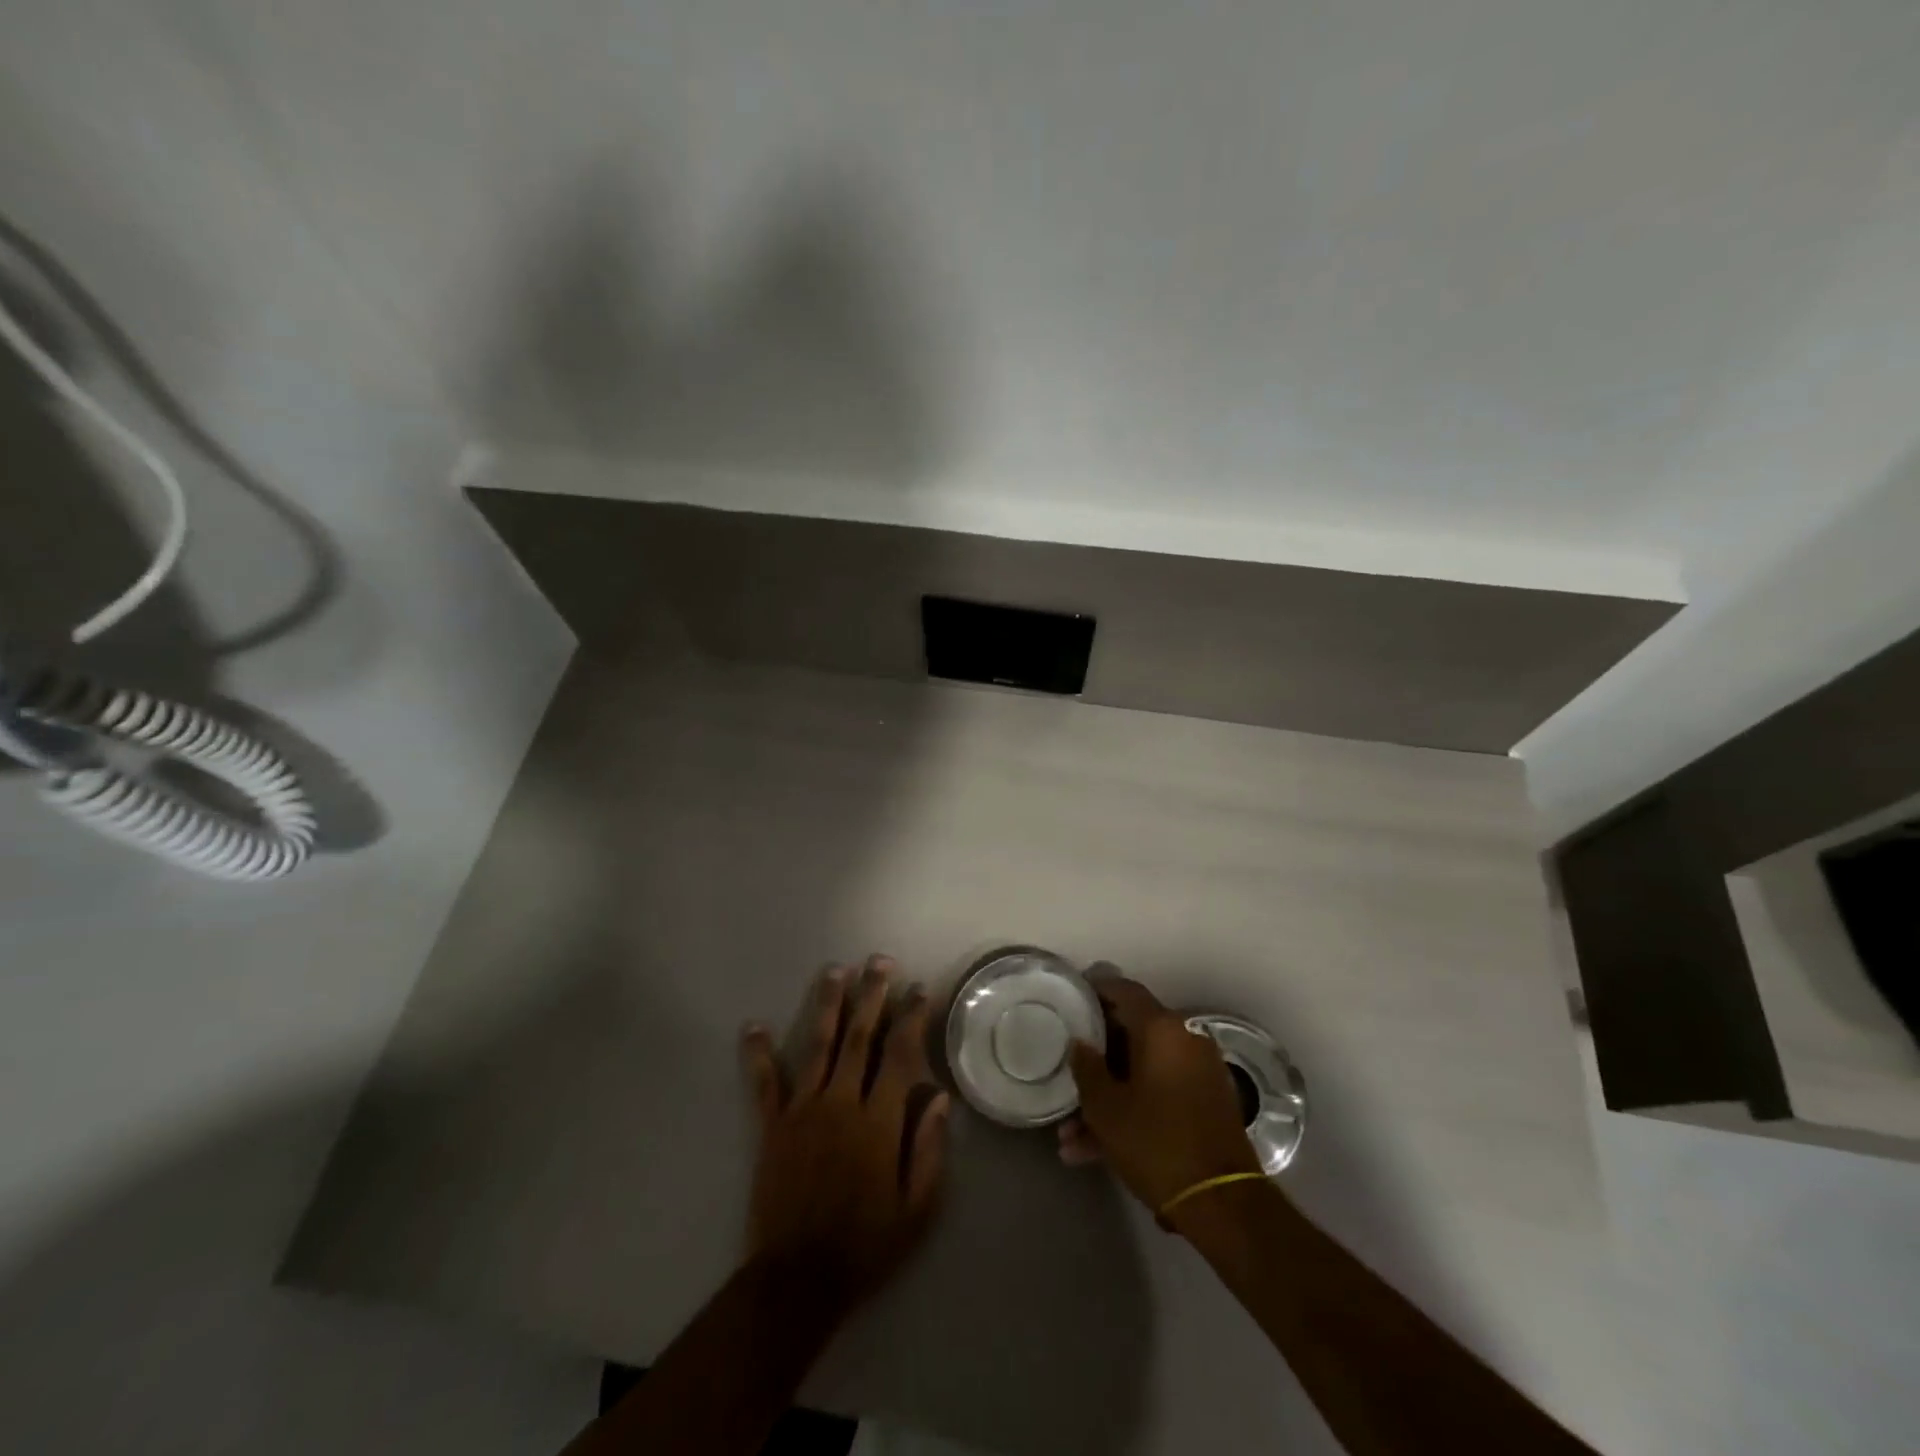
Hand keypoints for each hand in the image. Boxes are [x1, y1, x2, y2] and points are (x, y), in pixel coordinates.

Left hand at [739, 955, 949, 1319]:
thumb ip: (930, 1149)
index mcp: (879, 1121)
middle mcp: (841, 1102)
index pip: (899, 1055)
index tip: (918, 990)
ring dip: (828, 1005)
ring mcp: (803, 1110)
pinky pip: (765, 1083)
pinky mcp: (772, 1126)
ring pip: (819, 1046)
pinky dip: (759, 1053)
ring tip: (835, 970)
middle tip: (879, 962)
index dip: (911, 1018)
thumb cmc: (866, 1245)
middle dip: (872, 995)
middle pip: (860, 1037)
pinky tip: (753, 1025)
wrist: (798, 1280)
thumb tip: (939, 1097)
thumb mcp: (917, 1208)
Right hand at [1059, 970, 1259, 1212]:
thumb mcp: (1106, 1107)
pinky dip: (1132, 1110)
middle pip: (1131, 1034)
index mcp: (1162, 1029)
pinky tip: (1094, 1150)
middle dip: (1096, 1058)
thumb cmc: (1156, 1143)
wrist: (1222, 1204)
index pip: (1124, 991)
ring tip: (1070, 1135)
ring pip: (1142, 1072)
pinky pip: (1160, 1093)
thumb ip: (1086, 1068)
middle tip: (1065, 1072)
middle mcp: (1185, 1040)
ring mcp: (1200, 1073)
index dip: (1095, 991)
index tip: (1070, 1001)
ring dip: (1108, 1096)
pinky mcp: (1207, 1104)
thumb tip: (1080, 1044)